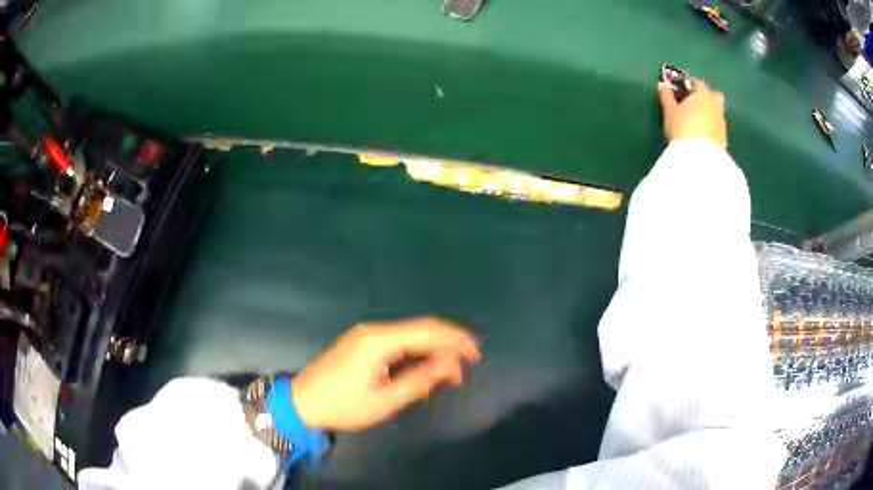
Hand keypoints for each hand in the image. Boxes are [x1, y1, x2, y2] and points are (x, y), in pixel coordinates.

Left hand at [290, 317, 481, 431]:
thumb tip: (451, 365)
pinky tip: (419, 376)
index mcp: (378, 341)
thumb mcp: (385, 400)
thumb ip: (420, 380)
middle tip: (460, 374)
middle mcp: (373, 331)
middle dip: (444, 349)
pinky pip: (395, 345)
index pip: (426, 330)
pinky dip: (412, 358)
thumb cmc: (342, 406)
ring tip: (443, 380)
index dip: (455, 340)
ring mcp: (365, 336)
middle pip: (419, 331)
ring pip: (408, 339)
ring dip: (429, 355)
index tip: (476, 354)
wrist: (301, 403)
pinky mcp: (361, 344)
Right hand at [657, 79, 727, 148]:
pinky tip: (702, 135)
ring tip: (697, 123)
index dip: (689, 85)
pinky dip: (712, 128)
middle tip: (692, 106)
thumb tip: (662, 84)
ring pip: (717, 112)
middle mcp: (716, 105)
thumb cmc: (682, 128)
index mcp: (703, 94)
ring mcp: (722, 123)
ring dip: (709, 114)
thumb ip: (666, 96)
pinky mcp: (724, 139)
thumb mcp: (669, 112)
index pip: (697, 82)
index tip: (680, 92)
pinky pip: (717, 127)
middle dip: (705, 97)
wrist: (699, 159)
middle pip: (713, 95)